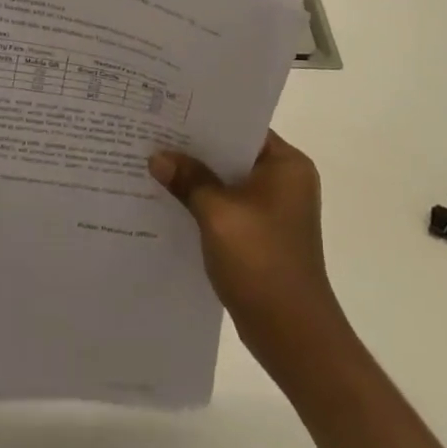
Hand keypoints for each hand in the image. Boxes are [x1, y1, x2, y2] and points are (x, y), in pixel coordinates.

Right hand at [149, 131, 344, 361]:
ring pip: (227, 182)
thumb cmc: (261, 262)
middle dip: (195, 149)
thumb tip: (158, 157)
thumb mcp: (217, 213)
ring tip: (154, 163)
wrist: (293, 336)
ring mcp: (275, 210)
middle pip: (232, 154)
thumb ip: (188, 179)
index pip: (242, 126)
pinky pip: (228, 207)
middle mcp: (286, 181)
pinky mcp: (262, 235)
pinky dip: (204, 203)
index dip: (206, 118)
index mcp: (287, 164)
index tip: (169, 111)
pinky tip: (170, 201)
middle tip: (153, 133)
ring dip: (197, 178)